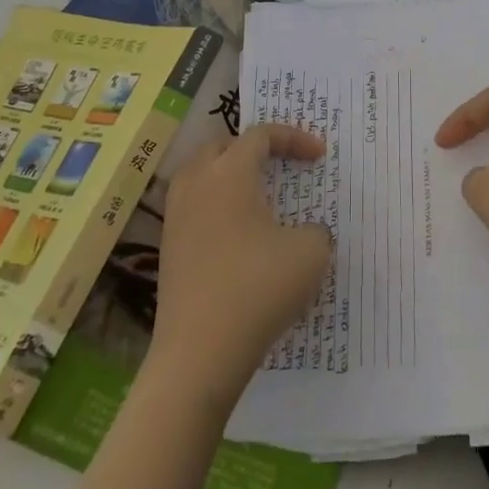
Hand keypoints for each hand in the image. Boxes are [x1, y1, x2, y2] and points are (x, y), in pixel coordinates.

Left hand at [147, 125, 332, 409]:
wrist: (199, 352)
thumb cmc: (258, 289)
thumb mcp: (310, 253)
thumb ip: (316, 230)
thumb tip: (304, 233)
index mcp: (229, 173)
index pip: (261, 135)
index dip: (293, 138)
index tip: (319, 155)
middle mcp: (196, 183)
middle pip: (223, 145)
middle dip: (255, 149)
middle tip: (282, 165)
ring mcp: (176, 215)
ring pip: (202, 174)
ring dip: (231, 175)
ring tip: (258, 196)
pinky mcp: (168, 247)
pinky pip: (194, 205)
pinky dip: (218, 205)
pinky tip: (239, 234)